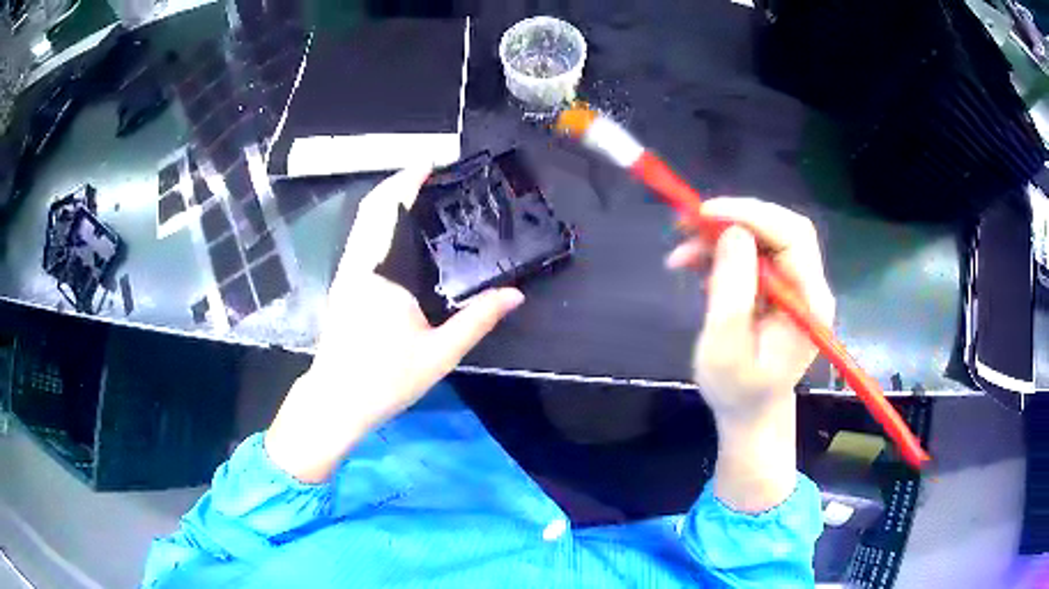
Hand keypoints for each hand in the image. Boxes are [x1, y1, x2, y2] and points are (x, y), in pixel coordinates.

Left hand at [265, 167, 524, 482]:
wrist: (336, 401)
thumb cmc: (385, 379)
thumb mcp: (439, 353)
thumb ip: (478, 319)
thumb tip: (515, 295)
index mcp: (379, 272)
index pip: (389, 210)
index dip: (407, 180)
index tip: (430, 164)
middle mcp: (357, 264)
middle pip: (370, 208)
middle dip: (396, 182)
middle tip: (429, 173)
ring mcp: (345, 274)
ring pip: (361, 222)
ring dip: (385, 201)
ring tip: (418, 195)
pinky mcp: (342, 286)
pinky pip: (359, 239)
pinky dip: (378, 222)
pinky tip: (399, 233)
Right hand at [667, 197, 834, 511]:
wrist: (750, 414)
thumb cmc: (738, 391)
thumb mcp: (727, 347)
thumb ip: (733, 290)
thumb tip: (732, 232)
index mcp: (810, 301)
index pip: (792, 236)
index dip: (751, 216)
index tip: (705, 214)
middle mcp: (808, 286)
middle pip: (779, 230)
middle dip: (733, 220)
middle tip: (687, 225)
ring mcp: (794, 286)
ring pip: (761, 239)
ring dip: (720, 238)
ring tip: (680, 256)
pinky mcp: (777, 289)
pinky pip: (751, 255)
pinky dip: (721, 253)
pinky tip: (695, 267)